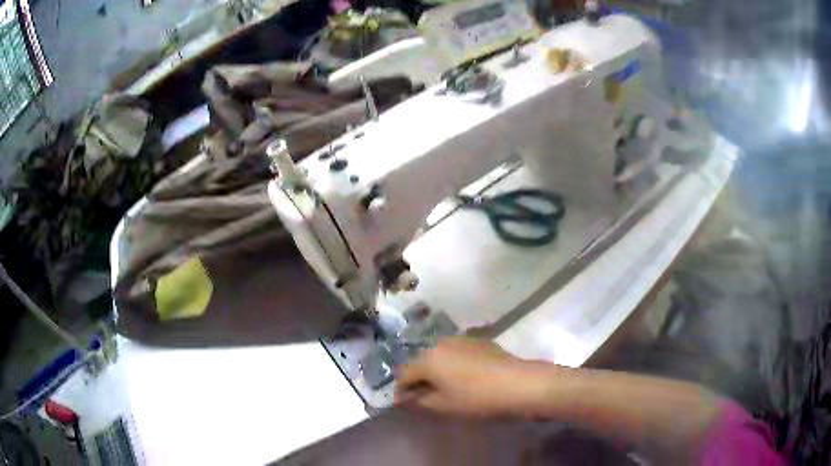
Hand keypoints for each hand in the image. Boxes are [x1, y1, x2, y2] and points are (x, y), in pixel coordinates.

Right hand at [394, 337, 554, 417]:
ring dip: (436, 370)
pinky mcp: (479, 341)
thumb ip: (419, 400)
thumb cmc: (476, 397)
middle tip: (424, 396)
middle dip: (419, 378)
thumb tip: (406, 397)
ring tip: (445, 386)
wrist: (517, 383)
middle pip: (421, 362)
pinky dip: (453, 363)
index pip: (404, 374)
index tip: (404, 403)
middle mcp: (441, 343)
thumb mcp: (443, 405)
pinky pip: (457, 352)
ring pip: (439, 355)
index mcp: (428, 359)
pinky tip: (465, 377)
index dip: (401, 390)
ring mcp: (461, 339)